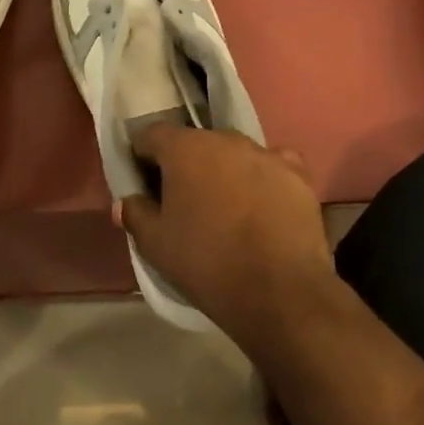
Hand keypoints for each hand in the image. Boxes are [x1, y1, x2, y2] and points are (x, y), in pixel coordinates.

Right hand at [116, 123, 340, 346]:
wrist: (279, 290)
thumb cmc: (207, 262)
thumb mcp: (156, 245)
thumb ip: (135, 214)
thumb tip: (126, 201)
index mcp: (184, 148)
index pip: (152, 134)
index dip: (142, 155)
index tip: (143, 181)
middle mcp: (225, 139)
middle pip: (195, 142)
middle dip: (185, 164)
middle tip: (182, 199)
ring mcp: (265, 152)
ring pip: (234, 153)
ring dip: (224, 171)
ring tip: (225, 207)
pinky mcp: (297, 172)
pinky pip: (271, 165)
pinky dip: (262, 178)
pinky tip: (262, 205)